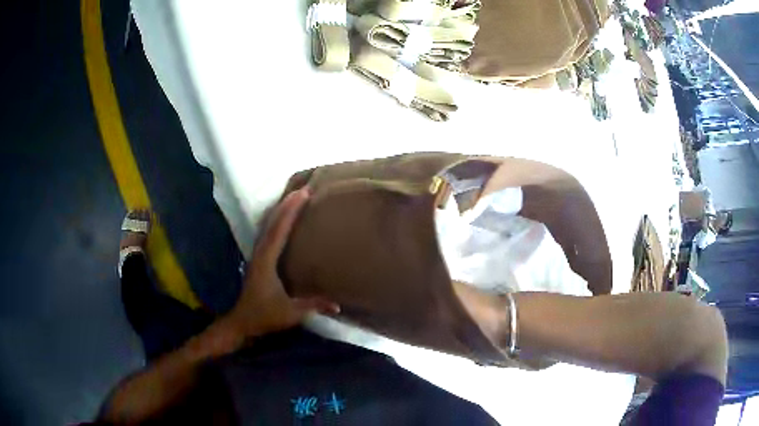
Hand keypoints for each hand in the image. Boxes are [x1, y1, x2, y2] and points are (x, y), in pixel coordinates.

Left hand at [225, 188, 338, 339]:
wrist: (242, 322)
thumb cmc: (264, 316)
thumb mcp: (291, 313)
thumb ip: (313, 306)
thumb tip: (337, 305)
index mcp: (267, 260)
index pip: (280, 230)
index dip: (292, 210)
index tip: (304, 193)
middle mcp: (261, 252)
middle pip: (273, 222)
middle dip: (288, 204)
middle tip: (303, 189)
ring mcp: (258, 255)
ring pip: (269, 226)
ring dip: (281, 211)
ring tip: (295, 198)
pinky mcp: (259, 259)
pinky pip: (269, 233)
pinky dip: (278, 222)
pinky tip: (284, 220)